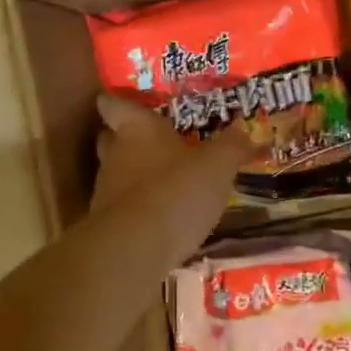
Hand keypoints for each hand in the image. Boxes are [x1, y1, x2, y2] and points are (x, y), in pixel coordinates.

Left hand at [93, 94, 250, 262]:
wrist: (135, 249)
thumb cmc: (176, 191)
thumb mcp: (217, 166)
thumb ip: (231, 146)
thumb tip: (244, 130)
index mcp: (137, 129)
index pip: (113, 104)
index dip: (115, 101)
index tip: (126, 103)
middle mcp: (115, 154)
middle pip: (110, 138)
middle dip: (127, 138)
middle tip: (154, 141)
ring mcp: (107, 191)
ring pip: (117, 174)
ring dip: (137, 176)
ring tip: (165, 182)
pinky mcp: (107, 225)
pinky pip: (124, 207)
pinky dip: (139, 209)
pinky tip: (162, 217)